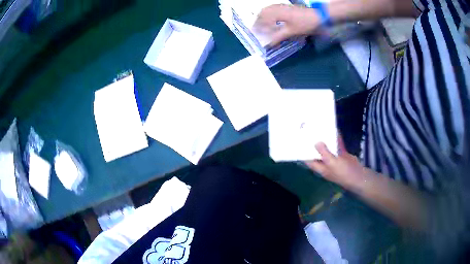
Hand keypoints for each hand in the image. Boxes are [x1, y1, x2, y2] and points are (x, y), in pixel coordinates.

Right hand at [255, 4, 320, 45]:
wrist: (319, 16)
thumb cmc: (305, 24)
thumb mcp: (292, 31)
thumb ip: (279, 36)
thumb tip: (269, 44)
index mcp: (277, 13)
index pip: (263, 19)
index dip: (258, 26)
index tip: (254, 33)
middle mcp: (278, 7)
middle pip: (264, 12)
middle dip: (258, 21)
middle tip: (256, 29)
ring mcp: (283, 6)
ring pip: (268, 9)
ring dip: (263, 17)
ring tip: (262, 24)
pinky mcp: (287, 7)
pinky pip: (274, 8)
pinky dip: (269, 13)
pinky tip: (271, 19)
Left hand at [304, 136, 369, 190]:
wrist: (359, 176)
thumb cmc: (343, 172)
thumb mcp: (332, 162)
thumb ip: (324, 152)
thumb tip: (316, 142)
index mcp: (321, 168)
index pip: (309, 160)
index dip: (304, 152)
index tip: (300, 142)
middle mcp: (326, 164)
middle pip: (318, 153)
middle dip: (315, 143)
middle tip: (311, 131)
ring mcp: (335, 160)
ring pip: (328, 148)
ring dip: (326, 140)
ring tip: (321, 129)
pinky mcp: (342, 156)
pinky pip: (338, 146)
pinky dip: (336, 139)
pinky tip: (335, 130)